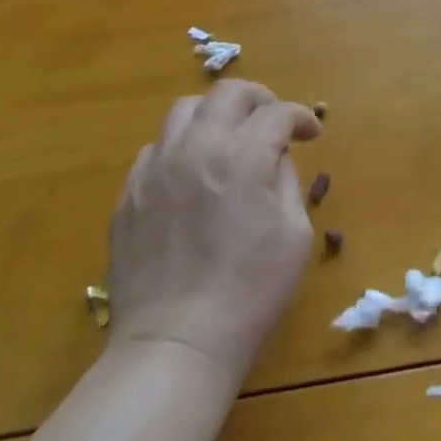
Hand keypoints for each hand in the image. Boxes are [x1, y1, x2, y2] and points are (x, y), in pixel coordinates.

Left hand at [107, 80, 320, 379]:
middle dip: (259, 99)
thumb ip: (287, 181)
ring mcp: (157, 169)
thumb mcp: (294, 234)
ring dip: (214, 115)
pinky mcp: (130, 195)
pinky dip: (180, 148)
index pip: (277, 112)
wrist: (174, 347)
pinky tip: (191, 175)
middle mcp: (197, 148)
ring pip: (185, 110)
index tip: (310, 133)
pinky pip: (156, 149)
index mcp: (242, 156)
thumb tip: (274, 158)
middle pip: (229, 93)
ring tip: (227, 139)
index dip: (301, 117)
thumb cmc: (249, 293)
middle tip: (272, 122)